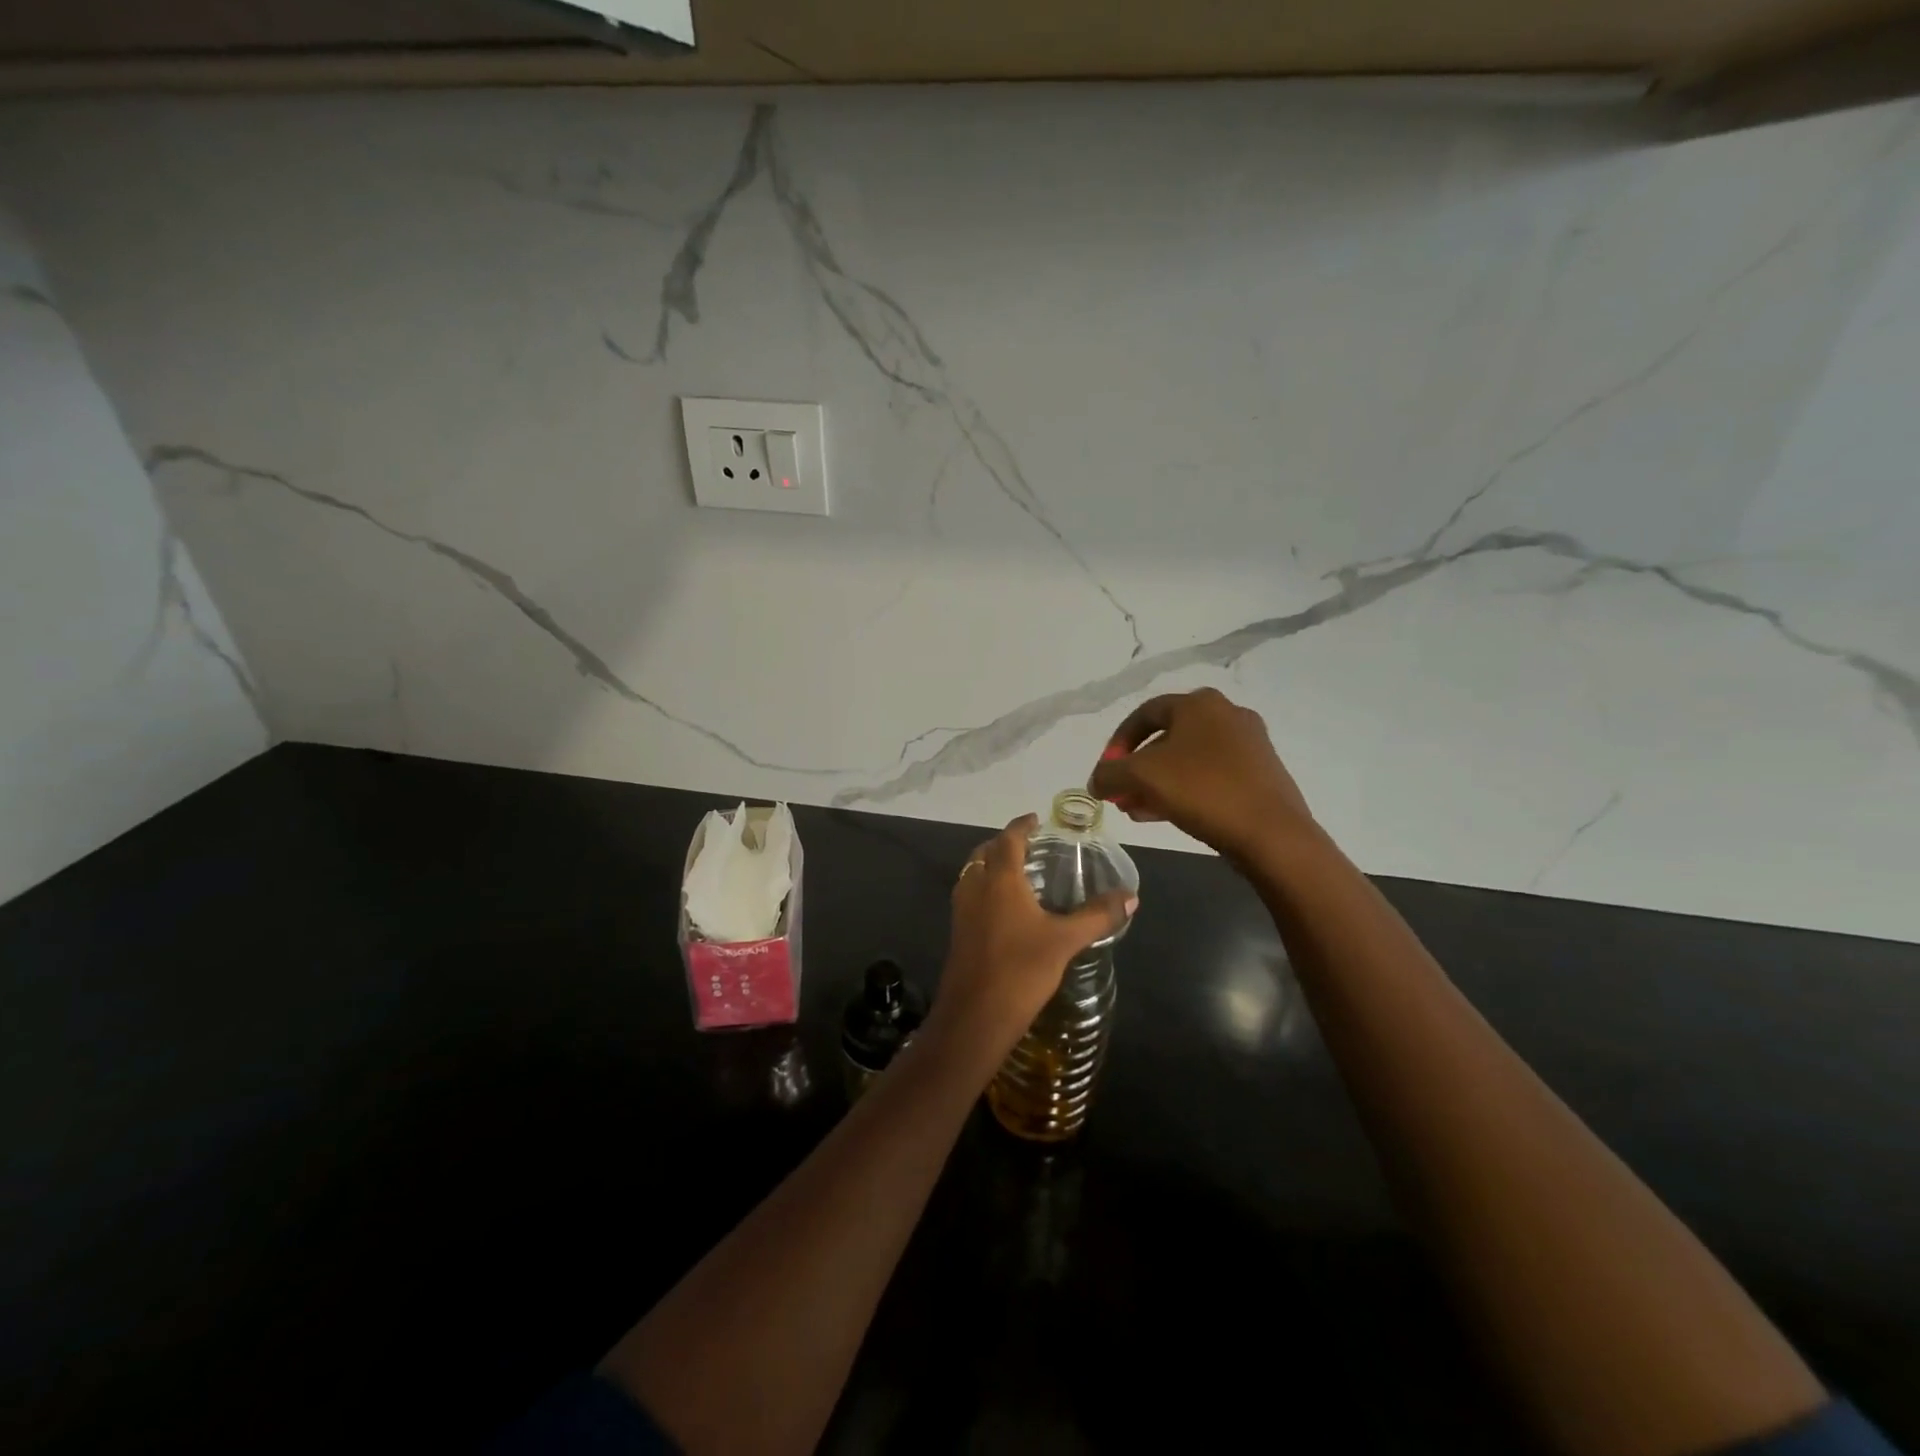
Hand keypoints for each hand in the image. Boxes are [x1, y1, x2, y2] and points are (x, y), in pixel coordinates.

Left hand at [932, 814, 1136, 1055]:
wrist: (974, 1016)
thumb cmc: (1021, 969)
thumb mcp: (1065, 941)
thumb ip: (1097, 916)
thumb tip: (1131, 897)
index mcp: (1000, 879)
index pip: (1009, 839)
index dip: (1021, 826)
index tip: (1035, 819)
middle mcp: (976, 887)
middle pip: (985, 852)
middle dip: (1004, 843)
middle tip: (1029, 845)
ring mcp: (962, 910)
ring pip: (973, 873)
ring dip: (990, 864)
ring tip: (1018, 872)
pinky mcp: (958, 932)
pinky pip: (970, 895)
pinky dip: (985, 887)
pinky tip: (1005, 908)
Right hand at [1087, 688, 1315, 862]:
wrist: (1272, 833)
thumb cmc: (1202, 790)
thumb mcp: (1142, 777)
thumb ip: (1109, 774)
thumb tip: (1096, 780)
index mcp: (1199, 704)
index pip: (1144, 713)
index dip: (1118, 742)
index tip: (1106, 771)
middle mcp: (1226, 715)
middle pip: (1166, 738)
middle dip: (1137, 768)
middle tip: (1121, 795)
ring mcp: (1248, 744)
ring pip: (1188, 760)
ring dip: (1157, 783)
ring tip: (1137, 810)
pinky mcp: (1261, 773)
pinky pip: (1210, 775)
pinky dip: (1184, 790)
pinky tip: (1166, 816)